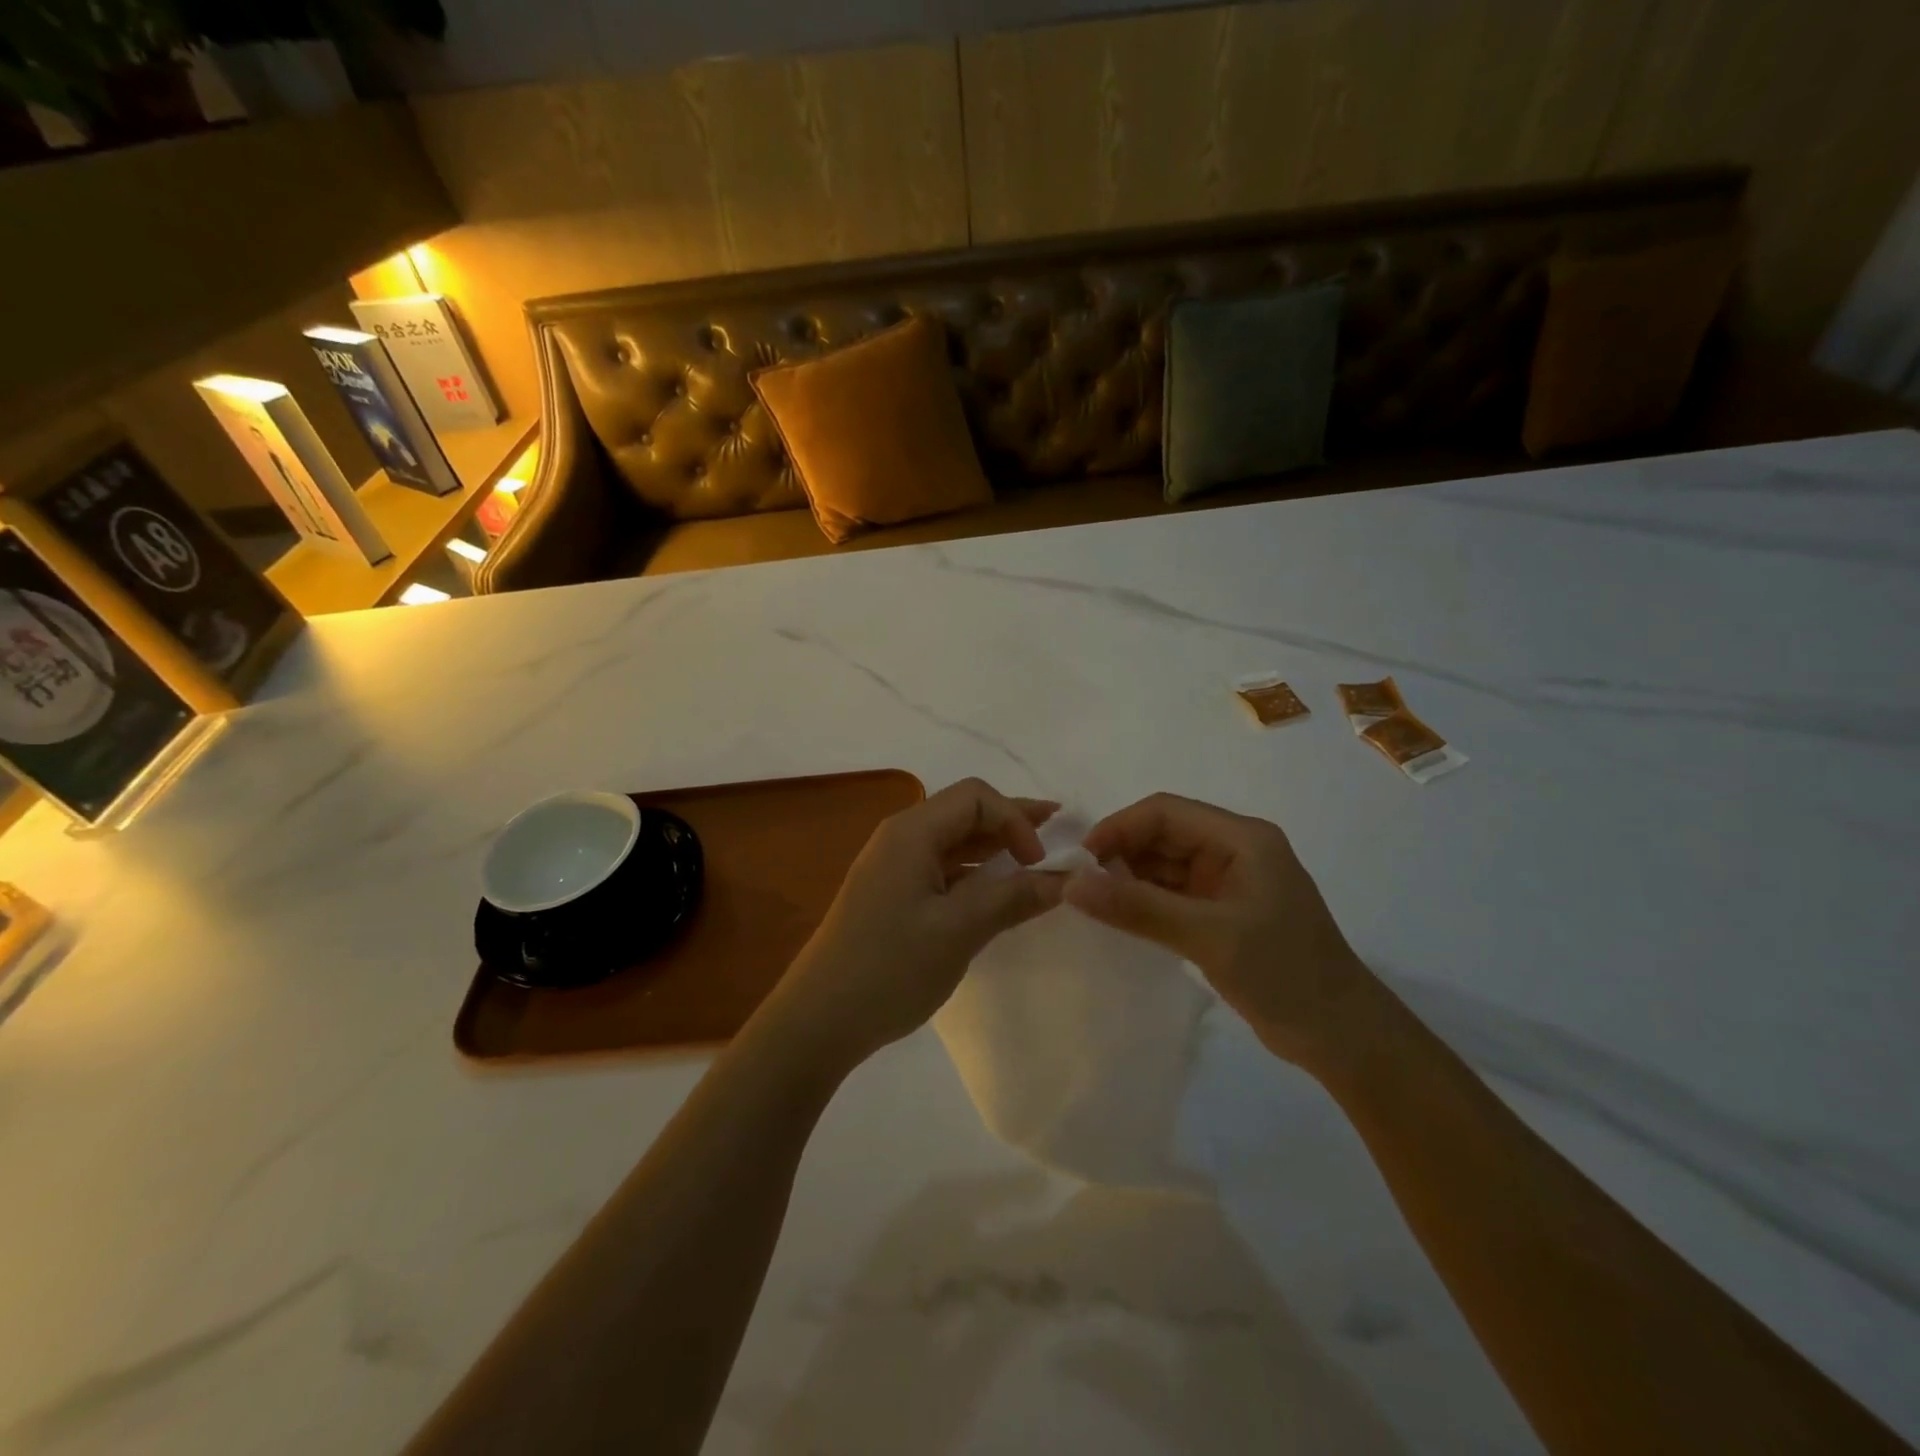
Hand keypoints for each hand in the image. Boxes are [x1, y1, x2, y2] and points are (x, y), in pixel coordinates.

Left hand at [770, 778, 1064, 1069]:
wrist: (819, 1020)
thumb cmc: (890, 968)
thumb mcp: (959, 931)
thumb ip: (1012, 897)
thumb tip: (1062, 879)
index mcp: (911, 832)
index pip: (975, 797)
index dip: (1015, 818)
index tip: (1039, 862)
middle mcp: (900, 838)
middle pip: (964, 813)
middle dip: (1011, 822)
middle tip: (1057, 834)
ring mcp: (893, 867)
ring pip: (954, 841)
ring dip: (995, 848)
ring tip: (1034, 862)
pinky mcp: (892, 895)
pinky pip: (941, 868)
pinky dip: (974, 873)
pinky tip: (995, 891)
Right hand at [1062, 793, 1374, 1068]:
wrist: (1343, 1037)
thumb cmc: (1284, 974)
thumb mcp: (1208, 937)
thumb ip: (1138, 908)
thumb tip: (1072, 884)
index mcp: (1242, 838)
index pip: (1165, 812)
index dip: (1118, 828)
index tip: (1080, 860)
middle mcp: (1234, 850)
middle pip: (1163, 835)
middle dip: (1120, 854)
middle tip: (1080, 886)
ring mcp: (1229, 883)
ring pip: (1165, 865)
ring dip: (1129, 879)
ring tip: (1092, 903)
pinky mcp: (1224, 913)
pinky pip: (1173, 894)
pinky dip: (1145, 902)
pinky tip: (1120, 918)